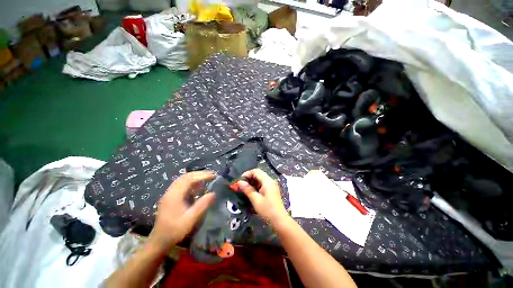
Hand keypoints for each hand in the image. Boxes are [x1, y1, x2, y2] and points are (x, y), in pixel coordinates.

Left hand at [148, 171, 215, 253]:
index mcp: (174, 195)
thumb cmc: (174, 231)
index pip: (189, 179)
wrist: (159, 241)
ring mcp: (169, 194)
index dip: (202, 175)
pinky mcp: (170, 197)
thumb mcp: (190, 220)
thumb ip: (202, 205)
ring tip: (207, 178)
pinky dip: (191, 182)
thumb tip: (213, 193)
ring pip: (183, 179)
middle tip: (212, 174)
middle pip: (185, 176)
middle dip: (199, 174)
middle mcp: (170, 192)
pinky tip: (198, 186)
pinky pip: (181, 185)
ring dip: (195, 177)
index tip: (213, 176)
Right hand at [237, 169, 288, 225]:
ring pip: (260, 179)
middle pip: (258, 174)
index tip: (240, 180)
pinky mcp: (272, 191)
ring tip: (245, 189)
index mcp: (267, 181)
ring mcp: (272, 186)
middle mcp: (270, 181)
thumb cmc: (267, 209)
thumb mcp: (256, 200)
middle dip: (249, 178)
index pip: (256, 171)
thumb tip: (239, 182)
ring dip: (252, 183)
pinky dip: (256, 186)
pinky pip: (263, 184)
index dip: (247, 174)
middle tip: (241, 185)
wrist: (279, 220)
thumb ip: (247, 189)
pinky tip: (251, 192)